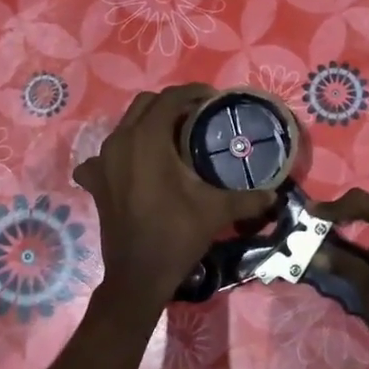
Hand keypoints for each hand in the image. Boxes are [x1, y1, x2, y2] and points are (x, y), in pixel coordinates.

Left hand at [74, 85, 275, 317]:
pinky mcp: (94, 182)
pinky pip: (105, 156)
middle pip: (145, 106)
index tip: (213, 100)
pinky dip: (121, 155)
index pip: (170, 98)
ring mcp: (101, 162)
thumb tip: (274, 194)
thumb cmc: (176, 235)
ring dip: (148, 125)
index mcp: (147, 138)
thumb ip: (247, 198)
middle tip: (196, 117)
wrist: (138, 275)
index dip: (193, 93)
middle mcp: (119, 141)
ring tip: (172, 140)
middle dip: (171, 105)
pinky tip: (134, 168)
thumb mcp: (216, 211)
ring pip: (125, 127)